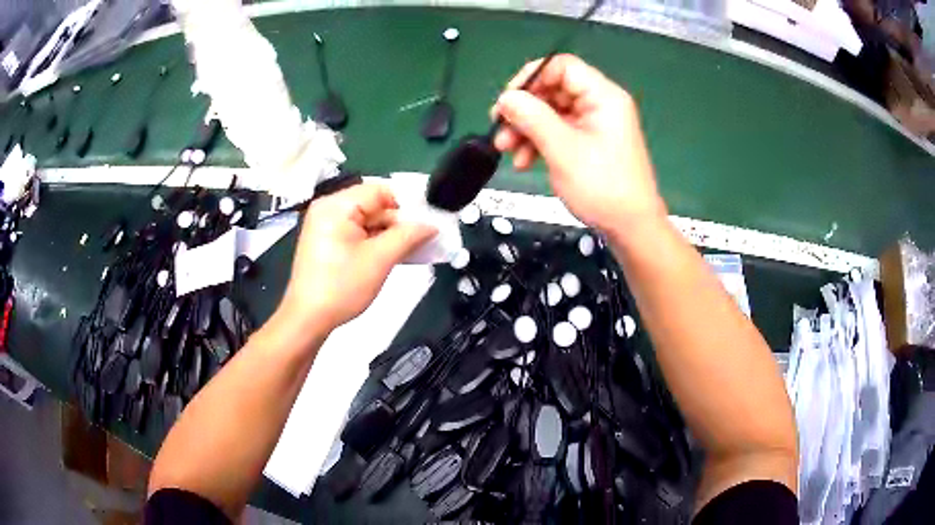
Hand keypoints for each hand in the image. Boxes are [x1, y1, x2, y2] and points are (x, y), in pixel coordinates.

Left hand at [279, 184, 436, 331]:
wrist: (308, 319)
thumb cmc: (341, 287)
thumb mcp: (380, 260)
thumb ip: (408, 236)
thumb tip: (431, 225)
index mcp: (337, 205)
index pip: (381, 191)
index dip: (406, 205)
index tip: (427, 224)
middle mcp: (329, 208)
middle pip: (374, 204)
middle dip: (399, 222)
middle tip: (423, 241)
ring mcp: (326, 224)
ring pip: (367, 219)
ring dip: (389, 234)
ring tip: (411, 250)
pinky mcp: (327, 240)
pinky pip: (357, 231)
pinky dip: (375, 241)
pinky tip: (392, 254)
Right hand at [492, 54, 666, 233]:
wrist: (630, 227)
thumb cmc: (603, 186)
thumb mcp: (562, 149)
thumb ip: (531, 117)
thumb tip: (505, 98)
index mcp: (603, 96)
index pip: (561, 67)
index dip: (531, 78)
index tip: (509, 100)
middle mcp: (600, 104)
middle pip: (553, 90)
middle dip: (524, 109)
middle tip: (501, 129)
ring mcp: (594, 124)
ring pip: (551, 112)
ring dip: (526, 129)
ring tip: (507, 150)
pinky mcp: (589, 142)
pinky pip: (558, 131)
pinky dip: (538, 142)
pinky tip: (523, 160)